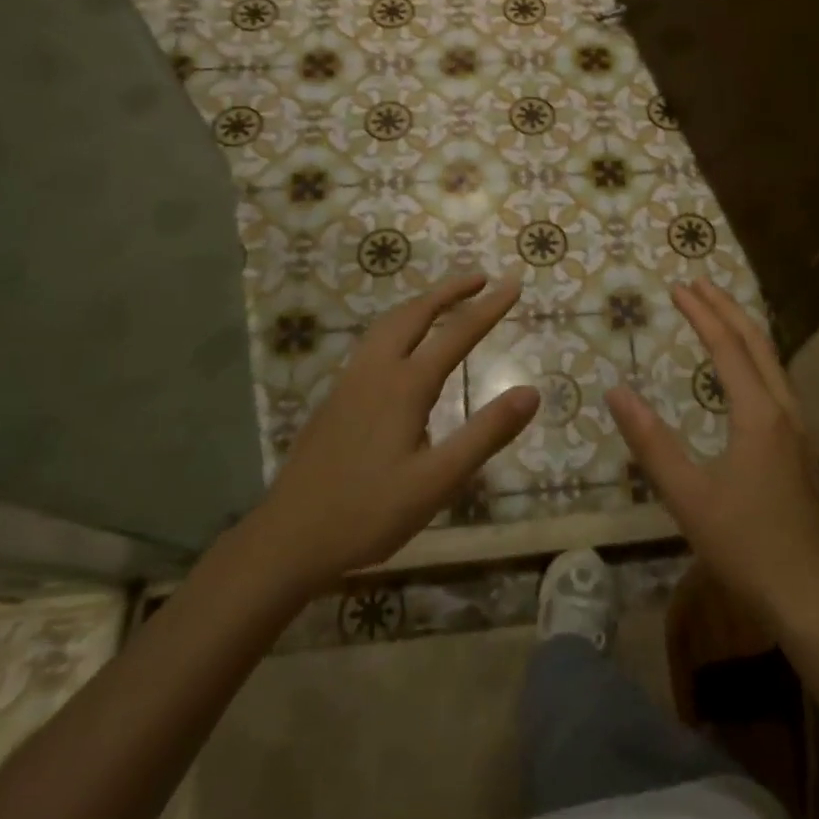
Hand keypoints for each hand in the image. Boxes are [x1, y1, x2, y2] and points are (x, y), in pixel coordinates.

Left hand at [258, 274, 538, 590]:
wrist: (287, 540)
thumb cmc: (368, 513)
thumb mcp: (438, 481)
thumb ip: (486, 433)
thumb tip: (532, 392)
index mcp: (405, 386)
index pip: (457, 333)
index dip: (489, 307)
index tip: (514, 283)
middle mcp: (376, 371)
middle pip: (415, 314)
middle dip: (450, 291)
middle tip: (480, 278)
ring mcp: (349, 383)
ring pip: (387, 324)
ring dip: (421, 304)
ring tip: (444, 301)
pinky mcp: (334, 399)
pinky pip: (372, 342)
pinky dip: (398, 325)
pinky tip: (400, 347)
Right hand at [607, 279, 818, 635]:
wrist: (812, 598)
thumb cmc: (746, 546)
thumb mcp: (688, 495)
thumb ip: (651, 442)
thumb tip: (616, 392)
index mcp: (759, 414)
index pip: (727, 347)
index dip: (701, 314)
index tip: (677, 287)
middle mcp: (785, 410)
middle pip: (757, 343)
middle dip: (727, 308)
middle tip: (698, 283)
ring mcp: (800, 430)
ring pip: (773, 361)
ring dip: (745, 331)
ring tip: (720, 314)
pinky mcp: (802, 449)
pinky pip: (778, 382)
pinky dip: (756, 358)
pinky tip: (746, 373)